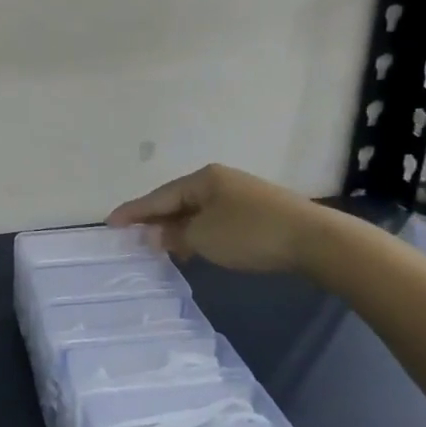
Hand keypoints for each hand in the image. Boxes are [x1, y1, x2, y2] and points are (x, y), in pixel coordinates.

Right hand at [107, 164, 323, 274]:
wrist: (316, 241)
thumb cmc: (251, 233)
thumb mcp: (203, 237)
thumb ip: (173, 235)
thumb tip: (155, 235)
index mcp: (202, 179)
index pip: (158, 196)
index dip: (133, 211)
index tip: (109, 222)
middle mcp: (219, 181)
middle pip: (177, 200)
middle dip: (154, 219)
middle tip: (131, 235)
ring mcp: (240, 195)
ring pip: (196, 211)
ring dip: (177, 229)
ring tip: (159, 247)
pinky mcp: (258, 213)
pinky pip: (214, 220)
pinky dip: (198, 233)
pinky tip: (194, 248)